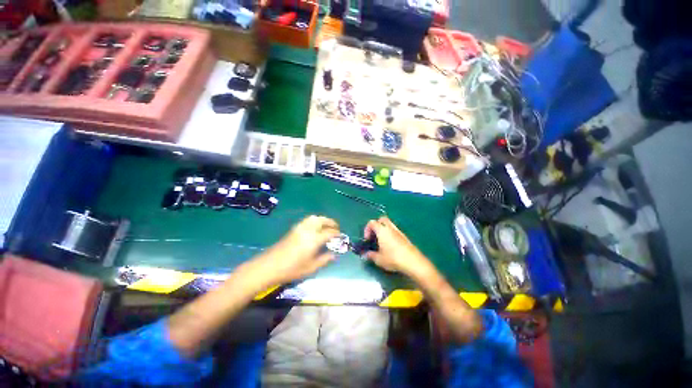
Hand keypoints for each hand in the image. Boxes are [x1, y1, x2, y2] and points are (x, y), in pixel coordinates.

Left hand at [256, 215, 339, 284]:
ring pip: (314, 218)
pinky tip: (315, 228)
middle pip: (322, 220)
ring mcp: (300, 228)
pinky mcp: (293, 229)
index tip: (341, 236)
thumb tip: (334, 255)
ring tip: (327, 226)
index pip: (329, 232)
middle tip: (336, 227)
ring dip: (323, 219)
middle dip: (331, 222)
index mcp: (314, 239)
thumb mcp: (311, 267)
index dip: (337, 233)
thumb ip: (324, 260)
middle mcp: (308, 230)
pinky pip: (308, 220)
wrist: (269, 266)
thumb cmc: (291, 269)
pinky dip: (315, 221)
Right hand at [364, 217, 431, 278]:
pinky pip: (395, 230)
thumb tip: (366, 255)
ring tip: (382, 241)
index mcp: (382, 230)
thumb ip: (370, 255)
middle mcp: (390, 228)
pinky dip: (390, 234)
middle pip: (381, 219)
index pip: (372, 222)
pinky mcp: (405, 237)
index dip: (367, 229)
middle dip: (376, 225)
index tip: (367, 239)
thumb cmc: (393, 259)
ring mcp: (399, 231)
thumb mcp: (379, 259)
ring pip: (389, 224)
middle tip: (374, 236)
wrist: (413, 262)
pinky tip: (390, 245)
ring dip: (384, 229)